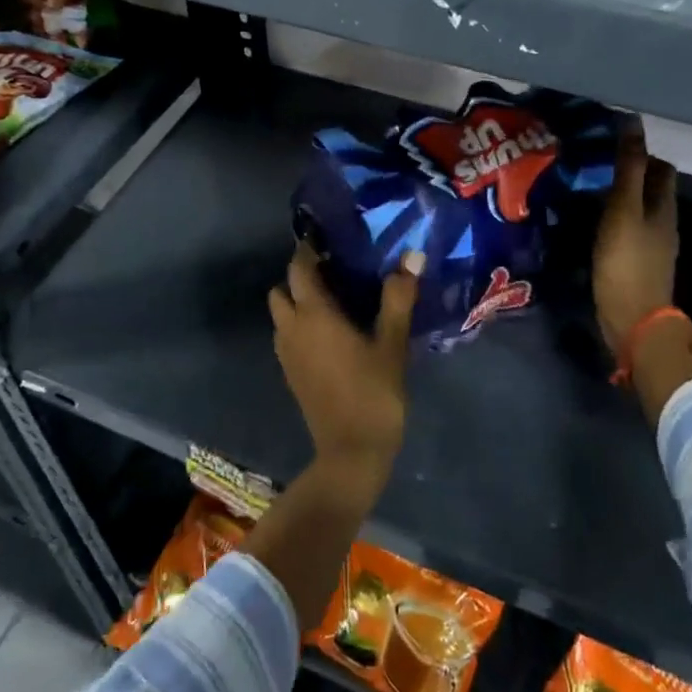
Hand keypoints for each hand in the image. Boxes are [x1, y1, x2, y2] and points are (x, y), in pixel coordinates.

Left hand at [268, 243, 420, 474]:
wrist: (351, 452)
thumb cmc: (373, 392)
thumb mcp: (392, 343)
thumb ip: (398, 298)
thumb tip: (411, 256)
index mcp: (313, 315)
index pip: (299, 268)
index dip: (308, 250)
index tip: (327, 240)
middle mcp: (292, 328)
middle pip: (282, 289)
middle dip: (300, 276)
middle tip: (334, 272)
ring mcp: (286, 353)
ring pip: (281, 313)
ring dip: (297, 301)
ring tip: (334, 300)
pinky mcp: (290, 373)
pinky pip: (286, 334)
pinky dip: (299, 323)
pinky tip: (330, 332)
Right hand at [594, 125, 680, 355]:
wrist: (634, 321)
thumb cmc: (627, 262)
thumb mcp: (624, 210)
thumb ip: (628, 169)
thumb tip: (634, 122)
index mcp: (664, 207)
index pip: (660, 167)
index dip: (640, 152)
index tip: (609, 143)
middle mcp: (663, 224)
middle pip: (651, 189)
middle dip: (629, 173)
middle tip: (592, 164)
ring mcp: (652, 247)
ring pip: (638, 210)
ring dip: (618, 197)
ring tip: (585, 189)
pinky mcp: (636, 265)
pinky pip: (626, 231)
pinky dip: (611, 220)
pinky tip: (589, 222)